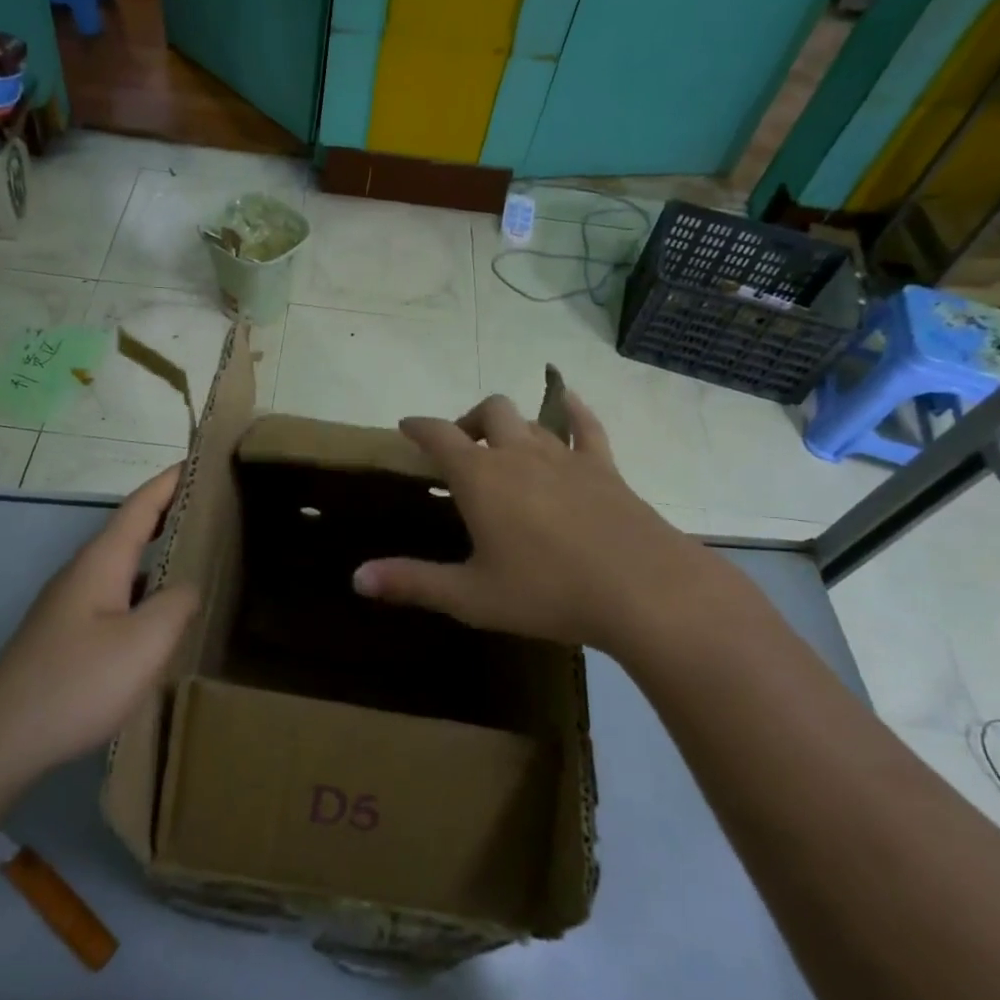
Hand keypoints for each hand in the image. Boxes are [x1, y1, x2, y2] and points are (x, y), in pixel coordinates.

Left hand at [0, 466, 198, 779]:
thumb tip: (189, 585)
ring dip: (158, 551)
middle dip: (170, 512)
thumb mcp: (144, 642)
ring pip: (123, 564)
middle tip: (214, 508)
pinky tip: (161, 611)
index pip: (141, 505)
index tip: (203, 462)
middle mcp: (83, 573)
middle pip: (131, 529)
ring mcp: (71, 604)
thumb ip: (177, 604)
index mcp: (101, 562)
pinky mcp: (67, 633)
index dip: (171, 481)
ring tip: (199, 553)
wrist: (0, 738)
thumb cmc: (77, 682)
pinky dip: (145, 586)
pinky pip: (116, 593)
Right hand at [352, 393, 750, 659]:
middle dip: (467, 421)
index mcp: (481, 477)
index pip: (438, 435)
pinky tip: (568, 405)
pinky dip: (573, 411)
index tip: (405, 425)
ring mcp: (566, 456)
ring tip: (502, 444)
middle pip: (488, 411)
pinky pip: (587, 427)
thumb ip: (412, 582)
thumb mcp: (471, 595)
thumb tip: (357, 578)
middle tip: (460, 447)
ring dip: (510, 424)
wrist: (642, 589)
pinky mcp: (605, 468)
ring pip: (531, 419)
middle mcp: (519, 453)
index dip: (418, 426)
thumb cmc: (546, 591)